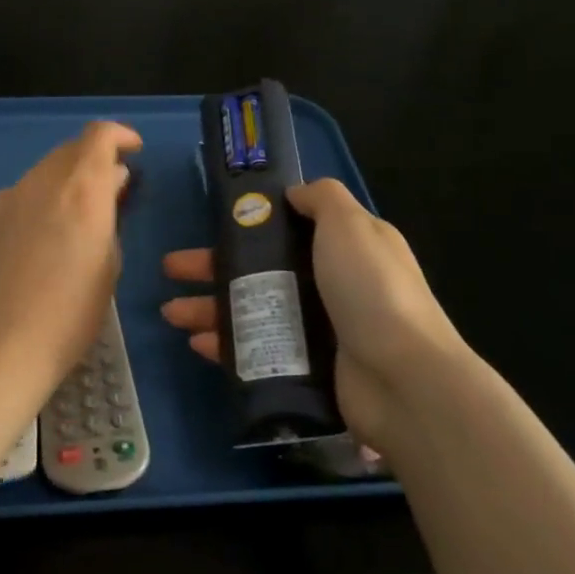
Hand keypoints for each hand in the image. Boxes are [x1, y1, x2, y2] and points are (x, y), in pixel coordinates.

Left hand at [0, 121, 141, 419]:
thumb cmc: (70, 315)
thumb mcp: (108, 265)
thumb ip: (109, 215)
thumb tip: (110, 185)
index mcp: (80, 189)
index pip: (99, 136)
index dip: (120, 136)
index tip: (134, 151)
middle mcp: (42, 182)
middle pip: (71, 149)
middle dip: (95, 159)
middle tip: (114, 188)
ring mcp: (9, 199)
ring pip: (45, 170)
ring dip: (68, 178)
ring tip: (83, 212)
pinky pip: (24, 193)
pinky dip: (44, 197)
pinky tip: (49, 231)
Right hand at [159, 178, 472, 449]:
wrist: (402, 379)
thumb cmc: (371, 290)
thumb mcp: (350, 225)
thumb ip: (322, 199)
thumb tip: (294, 194)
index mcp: (345, 247)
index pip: (289, 229)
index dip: (250, 225)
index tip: (215, 223)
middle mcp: (330, 284)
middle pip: (260, 269)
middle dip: (212, 267)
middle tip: (172, 268)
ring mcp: (317, 328)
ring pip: (252, 309)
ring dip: (210, 308)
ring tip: (171, 312)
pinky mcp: (305, 367)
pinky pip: (256, 349)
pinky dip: (226, 345)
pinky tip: (197, 343)